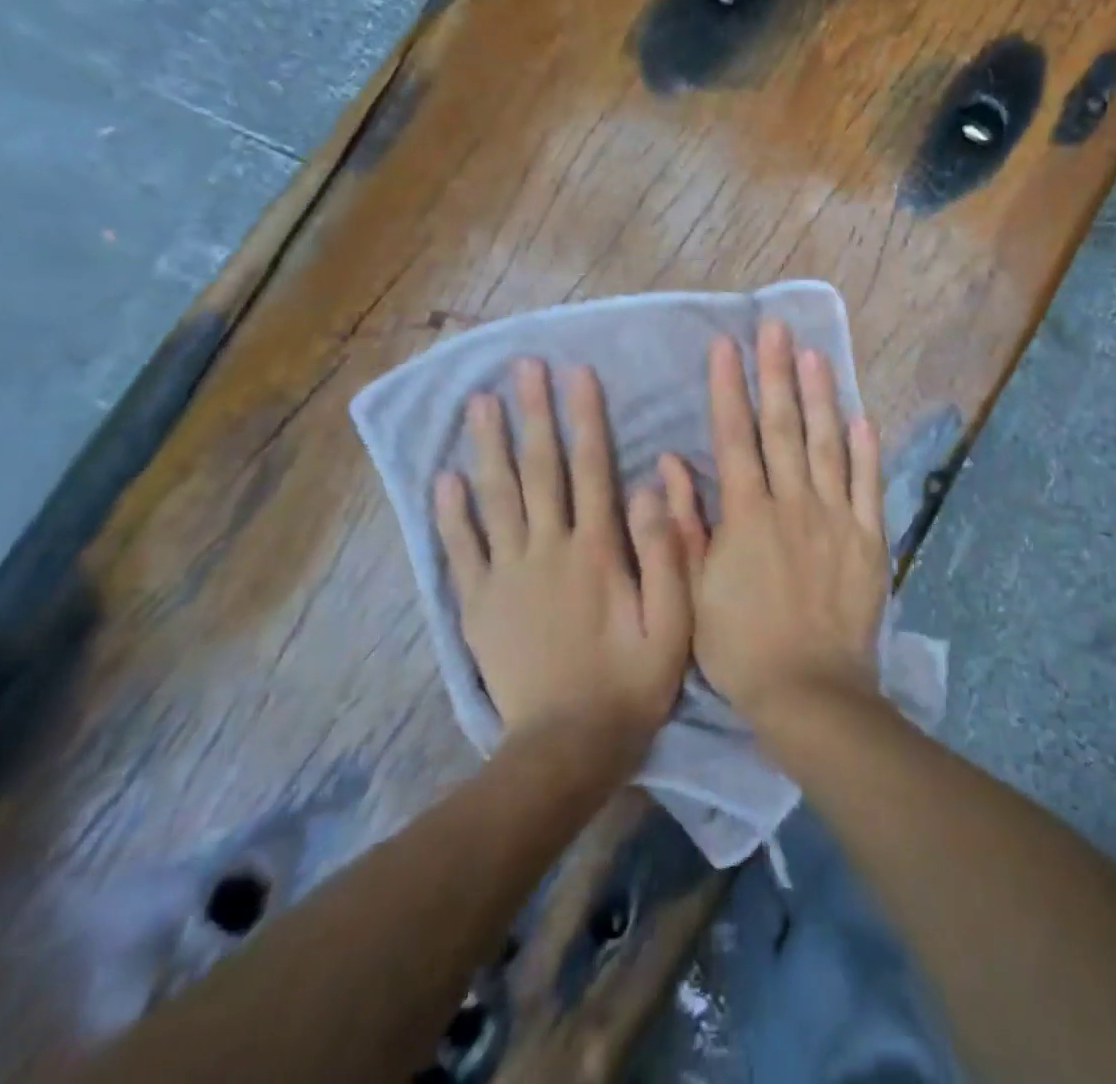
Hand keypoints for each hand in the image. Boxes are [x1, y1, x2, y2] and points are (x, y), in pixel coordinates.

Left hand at [434, 359, 691, 763]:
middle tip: (522, 369)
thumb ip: (665, 552)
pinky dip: (450, 514)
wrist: (568, 747)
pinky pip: (461, 550)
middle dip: (532, 415)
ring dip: (487, 447)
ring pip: (495, 499)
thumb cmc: (631, 681)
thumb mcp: (673, 622)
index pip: (591, 468)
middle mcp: (548, 549)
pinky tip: (442, 480)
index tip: (576, 374)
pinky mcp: (479, 604)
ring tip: (478, 404)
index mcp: (597, 550)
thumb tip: (649, 485)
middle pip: (538, 470)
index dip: (584, 418)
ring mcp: (507, 575)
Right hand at [661, 322, 889, 734]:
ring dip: (820, 397)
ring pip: (827, 445)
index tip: (726, 346)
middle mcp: (792, 503)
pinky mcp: (868, 539)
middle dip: (776, 374)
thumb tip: (670, 463)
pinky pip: (867, 485)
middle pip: (783, 428)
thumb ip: (684, 523)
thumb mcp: (692, 590)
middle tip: (775, 328)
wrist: (809, 692)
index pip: (735, 437)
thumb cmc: (740, 646)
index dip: (729, 388)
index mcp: (747, 514)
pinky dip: (865, 450)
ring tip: (816, 354)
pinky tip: (862, 416)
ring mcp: (835, 518)